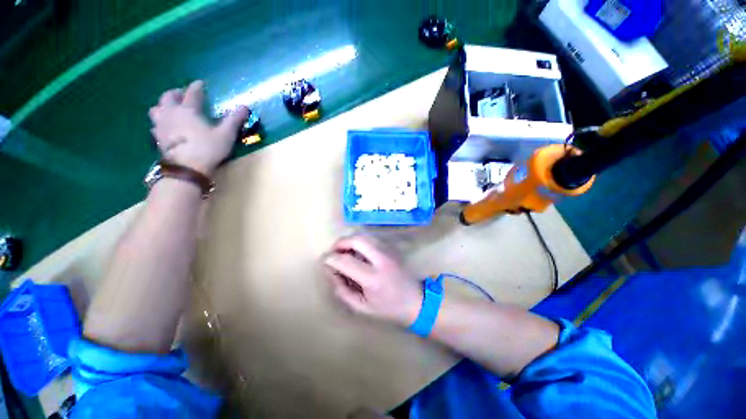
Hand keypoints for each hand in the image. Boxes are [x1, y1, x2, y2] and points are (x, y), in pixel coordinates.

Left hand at [148, 80, 247, 175]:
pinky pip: (155, 125)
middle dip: (176, 93)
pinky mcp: (158, 138)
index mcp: (188, 110)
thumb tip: (244, 106)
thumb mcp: (226, 135)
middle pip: (168, 97)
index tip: (200, 83)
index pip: (192, 93)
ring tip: (170, 109)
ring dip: (163, 106)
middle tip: (182, 94)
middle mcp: (171, 113)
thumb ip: (234, 120)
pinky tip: (165, 127)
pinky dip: (160, 122)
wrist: (186, 168)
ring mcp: (162, 126)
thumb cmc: (208, 149)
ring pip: (156, 109)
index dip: (197, 87)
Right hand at [323, 236, 422, 326]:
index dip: (331, 259)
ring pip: (365, 236)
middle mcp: (381, 260)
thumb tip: (330, 273)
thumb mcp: (362, 307)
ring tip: (344, 251)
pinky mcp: (391, 249)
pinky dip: (360, 242)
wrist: (416, 301)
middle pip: (357, 240)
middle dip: (341, 242)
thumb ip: (343, 291)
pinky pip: (372, 240)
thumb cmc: (389, 308)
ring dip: (351, 240)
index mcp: (373, 278)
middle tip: (333, 251)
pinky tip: (357, 253)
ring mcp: (388, 252)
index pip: (346, 261)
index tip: (324, 261)